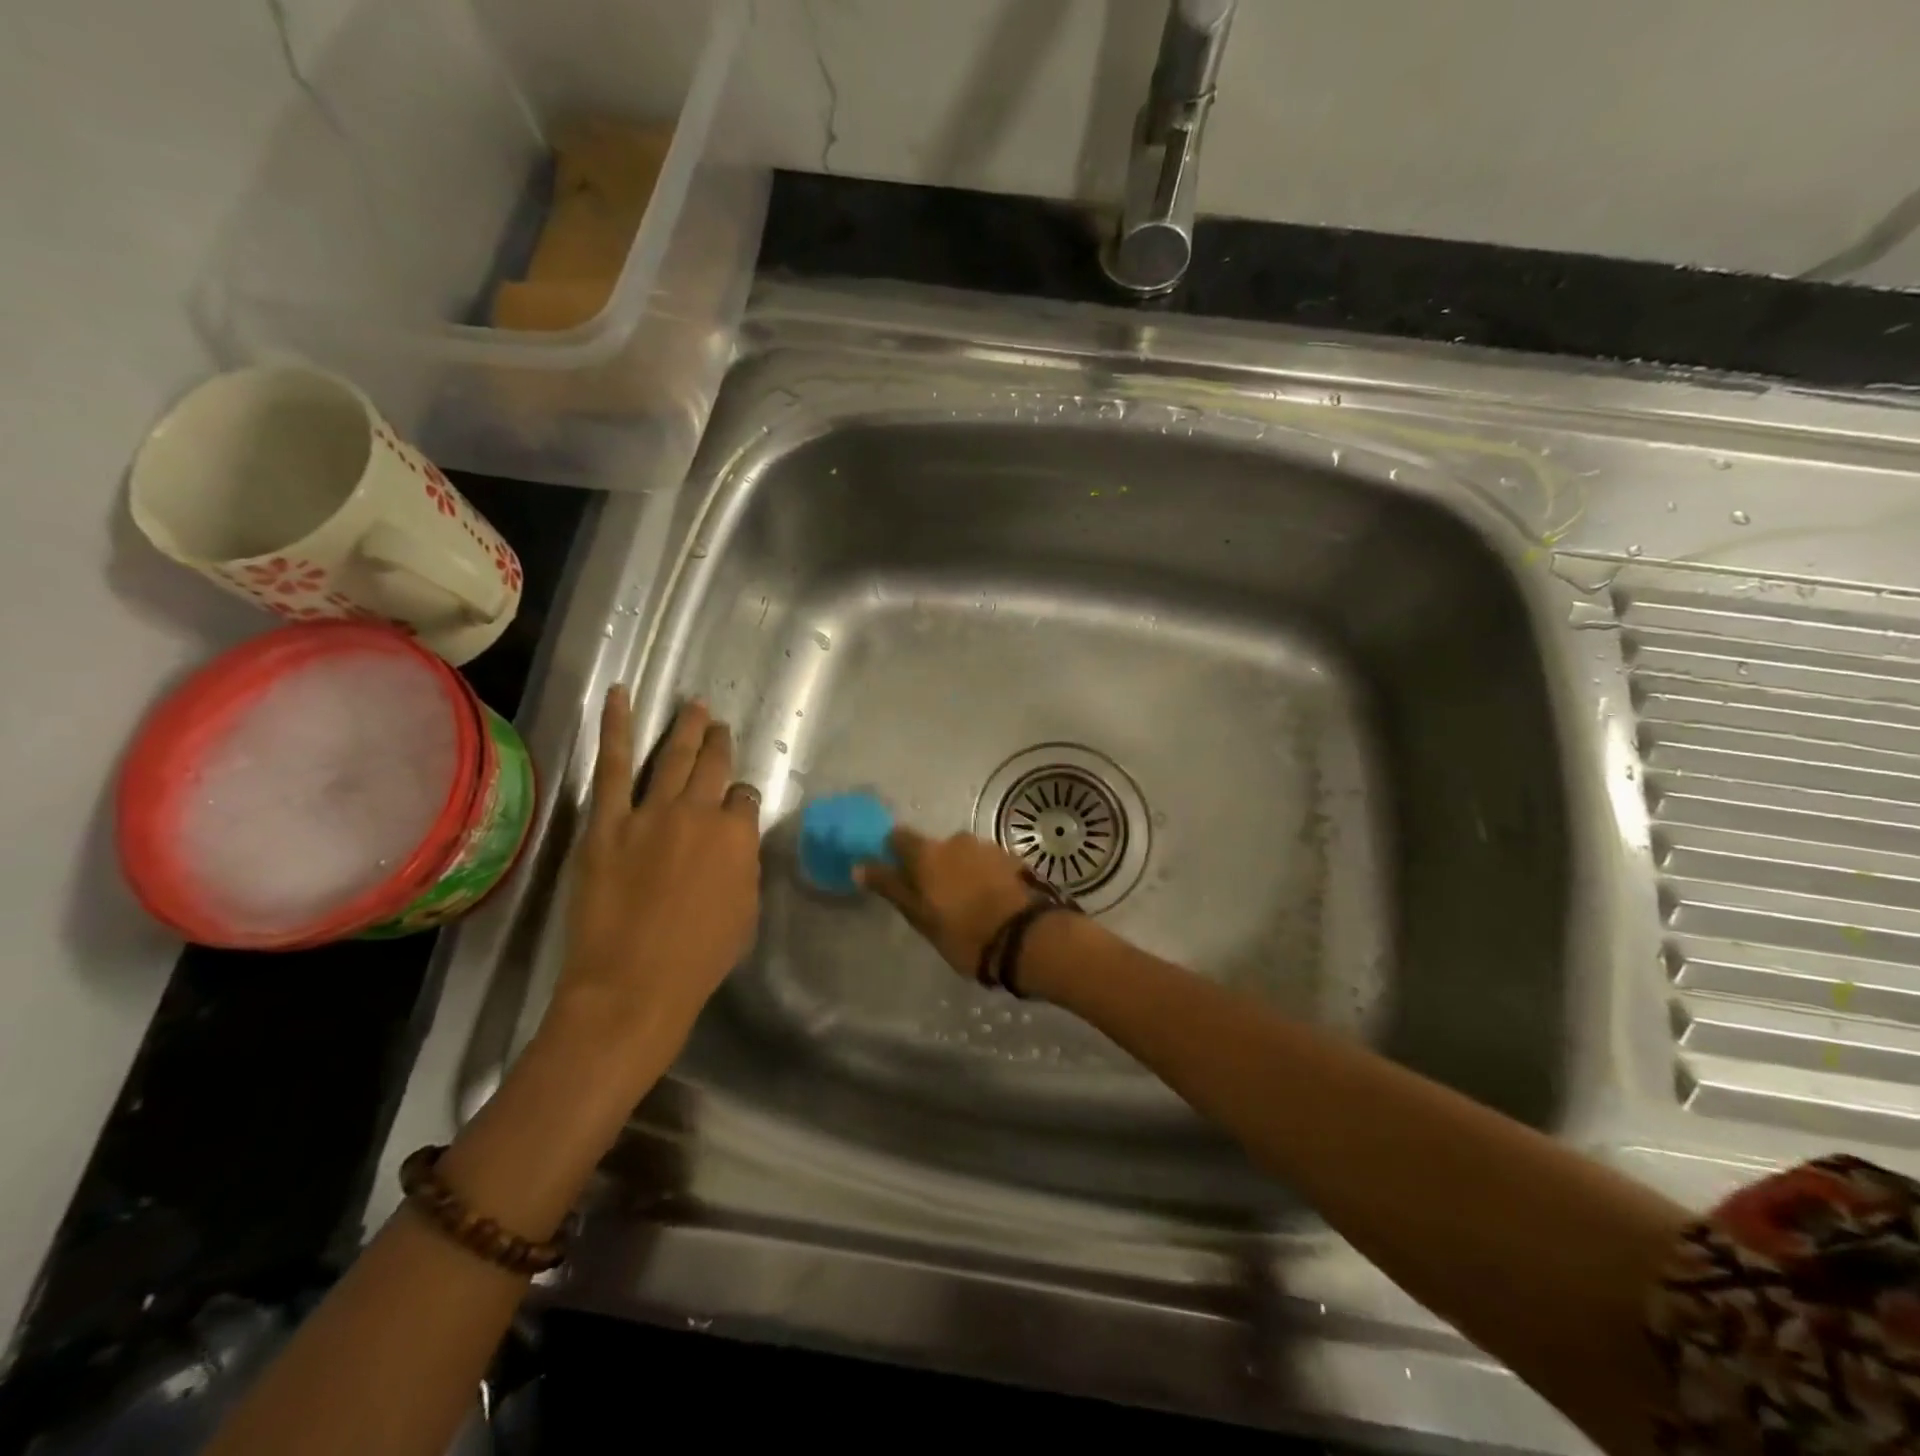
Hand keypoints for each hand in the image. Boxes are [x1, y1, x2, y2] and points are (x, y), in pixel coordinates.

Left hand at [552, 689, 760, 1063]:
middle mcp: (699, 812)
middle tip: (720, 724)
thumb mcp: (745, 911)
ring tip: (694, 705)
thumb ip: (742, 865)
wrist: (633, 983)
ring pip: (674, 757)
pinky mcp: (607, 821)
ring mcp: (651, 812)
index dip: (741, 798)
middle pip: (713, 767)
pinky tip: (619, 695)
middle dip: (720, 744)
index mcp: (737, 836)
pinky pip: (613, 765)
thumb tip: (735, 842)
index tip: (736, 802)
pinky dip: (616, 726)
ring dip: (687, 728)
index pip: (744, 799)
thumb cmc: (700, 958)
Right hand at [856, 828, 1035, 977]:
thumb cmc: (963, 932)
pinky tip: (990, 900)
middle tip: (936, 900)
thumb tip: (859, 865)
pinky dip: (984, 876)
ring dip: (961, 872)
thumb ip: (890, 887)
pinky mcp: (1013, 859)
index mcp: (928, 853)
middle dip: (933, 867)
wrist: (1026, 937)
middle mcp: (956, 840)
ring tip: (968, 903)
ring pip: (963, 855)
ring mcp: (988, 847)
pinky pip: (988, 863)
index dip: (894, 853)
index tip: (897, 874)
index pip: (899, 838)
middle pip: (935, 848)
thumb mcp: (920, 917)